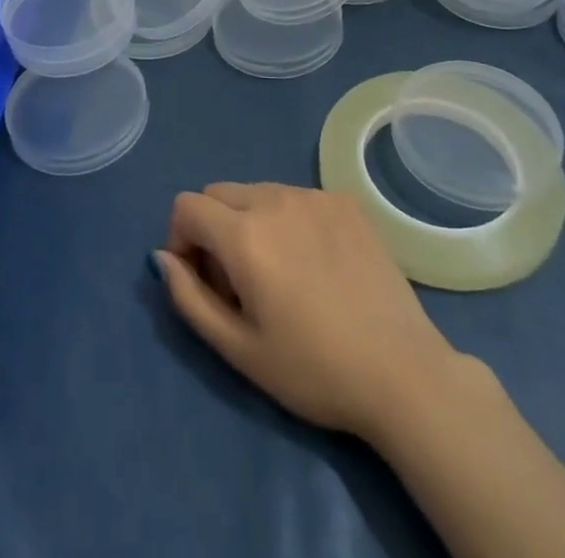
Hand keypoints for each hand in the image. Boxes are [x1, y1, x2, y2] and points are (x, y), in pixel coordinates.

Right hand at [154, 181, 463, 441]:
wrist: (402, 372)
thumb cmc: (313, 369)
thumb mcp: (238, 349)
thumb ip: (189, 297)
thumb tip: (162, 257)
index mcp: (245, 233)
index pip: (187, 205)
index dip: (181, 240)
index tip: (203, 280)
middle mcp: (276, 198)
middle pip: (219, 193)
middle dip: (213, 229)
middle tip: (239, 282)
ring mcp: (314, 195)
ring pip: (258, 192)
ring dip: (251, 222)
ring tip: (280, 275)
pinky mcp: (345, 200)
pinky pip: (296, 197)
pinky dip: (289, 220)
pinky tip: (316, 264)